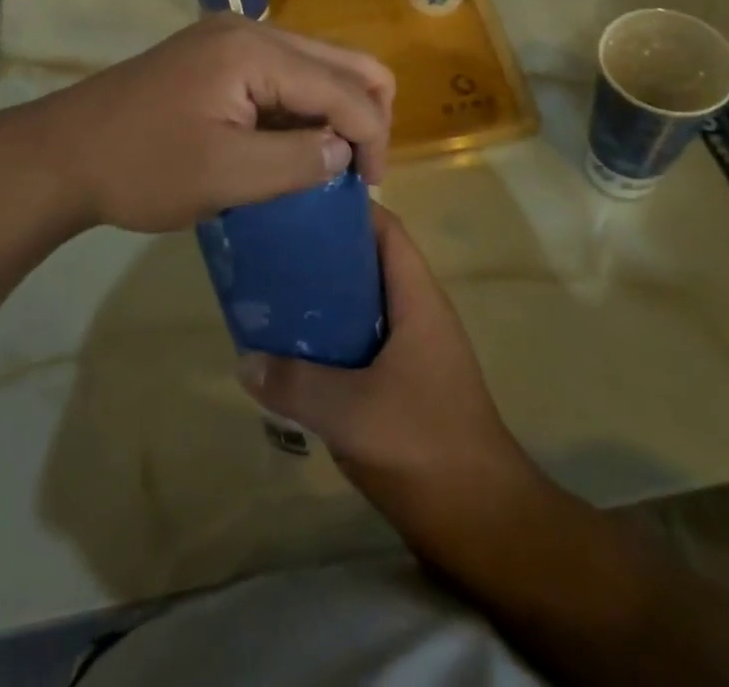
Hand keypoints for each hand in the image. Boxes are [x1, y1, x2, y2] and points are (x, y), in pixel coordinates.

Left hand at [23, 15, 394, 233]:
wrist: (62, 154)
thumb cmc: (142, 168)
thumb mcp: (226, 176)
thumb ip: (298, 162)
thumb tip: (345, 150)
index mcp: (254, 51)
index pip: (343, 87)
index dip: (371, 136)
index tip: (371, 187)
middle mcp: (249, 30)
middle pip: (338, 61)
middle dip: (362, 114)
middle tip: (359, 170)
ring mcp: (229, 38)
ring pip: (312, 66)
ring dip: (331, 110)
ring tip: (328, 163)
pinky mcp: (215, 55)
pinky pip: (280, 74)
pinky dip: (299, 106)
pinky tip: (293, 143)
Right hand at [236, 202, 528, 522]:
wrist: (485, 524)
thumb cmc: (425, 447)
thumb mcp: (352, 412)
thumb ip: (295, 383)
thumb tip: (243, 358)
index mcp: (418, 299)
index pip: (386, 229)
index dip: (347, 209)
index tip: (299, 203)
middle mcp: (418, 314)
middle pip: (369, 262)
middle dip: (324, 252)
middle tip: (273, 249)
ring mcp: (413, 350)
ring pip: (363, 304)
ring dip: (324, 297)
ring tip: (274, 293)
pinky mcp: (404, 383)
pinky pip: (362, 341)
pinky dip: (331, 336)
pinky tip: (295, 351)